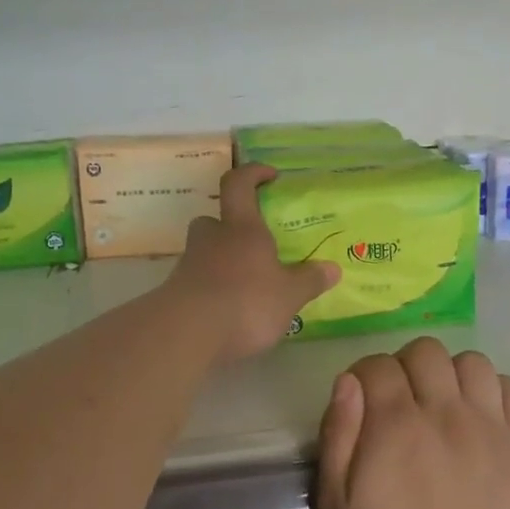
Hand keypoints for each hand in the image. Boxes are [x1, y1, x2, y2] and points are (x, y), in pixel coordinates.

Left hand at [169, 163, 340, 362]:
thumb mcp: (288, 295)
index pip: (239, 184)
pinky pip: (198, 281)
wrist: (185, 335)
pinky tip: (230, 310)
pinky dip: (213, 289)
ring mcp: (189, 265)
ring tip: (247, 284)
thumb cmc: (245, 302)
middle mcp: (212, 239)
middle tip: (253, 244)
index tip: (270, 175)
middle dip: (231, 227)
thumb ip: (309, 280)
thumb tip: (333, 268)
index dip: (253, 173)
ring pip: (205, 252)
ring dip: (222, 261)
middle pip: (215, 220)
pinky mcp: (176, 294)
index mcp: (242, 228)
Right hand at [316, 338, 509, 508]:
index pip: (378, 365)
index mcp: (395, 425)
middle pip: (426, 352)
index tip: (362, 401)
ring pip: (473, 363)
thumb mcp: (335, 508)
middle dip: (405, 366)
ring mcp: (490, 429)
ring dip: (451, 374)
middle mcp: (445, 413)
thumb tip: (348, 381)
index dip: (365, 375)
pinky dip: (495, 392)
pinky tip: (481, 416)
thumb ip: (338, 437)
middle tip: (401, 402)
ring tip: (443, 405)